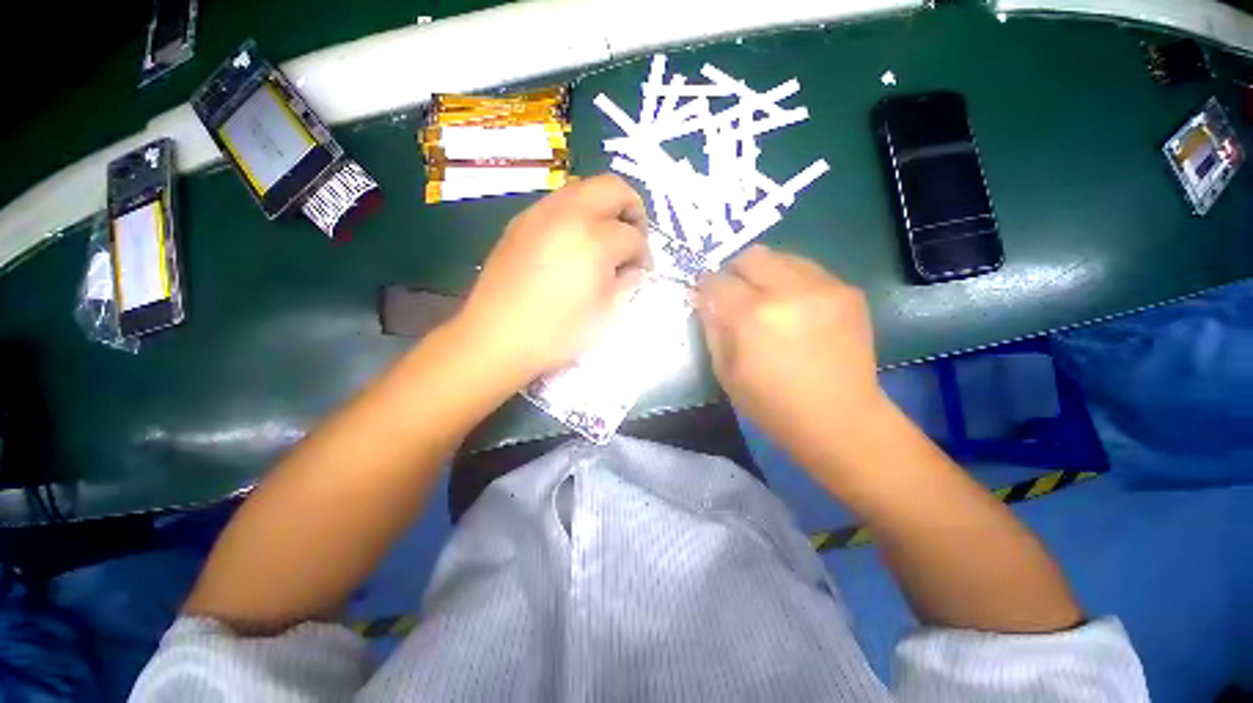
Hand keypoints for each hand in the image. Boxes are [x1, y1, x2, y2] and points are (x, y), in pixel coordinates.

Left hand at [455, 174, 650, 383]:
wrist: (495, 339)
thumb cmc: (557, 333)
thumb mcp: (606, 315)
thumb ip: (628, 283)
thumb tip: (634, 269)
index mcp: (594, 240)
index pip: (633, 235)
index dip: (644, 253)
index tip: (642, 270)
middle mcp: (568, 214)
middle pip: (613, 187)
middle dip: (632, 209)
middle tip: (632, 239)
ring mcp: (540, 213)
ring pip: (584, 189)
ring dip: (604, 209)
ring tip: (604, 242)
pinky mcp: (520, 222)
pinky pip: (558, 203)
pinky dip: (577, 215)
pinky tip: (574, 245)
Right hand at [696, 245, 888, 468]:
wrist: (840, 420)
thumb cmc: (772, 405)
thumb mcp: (725, 372)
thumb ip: (712, 328)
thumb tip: (704, 299)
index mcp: (752, 316)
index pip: (717, 280)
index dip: (706, 286)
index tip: (705, 295)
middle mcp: (788, 291)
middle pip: (751, 256)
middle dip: (734, 270)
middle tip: (734, 292)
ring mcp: (824, 287)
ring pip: (782, 257)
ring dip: (765, 273)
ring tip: (766, 299)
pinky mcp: (848, 291)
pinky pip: (809, 271)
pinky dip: (792, 282)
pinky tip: (796, 308)